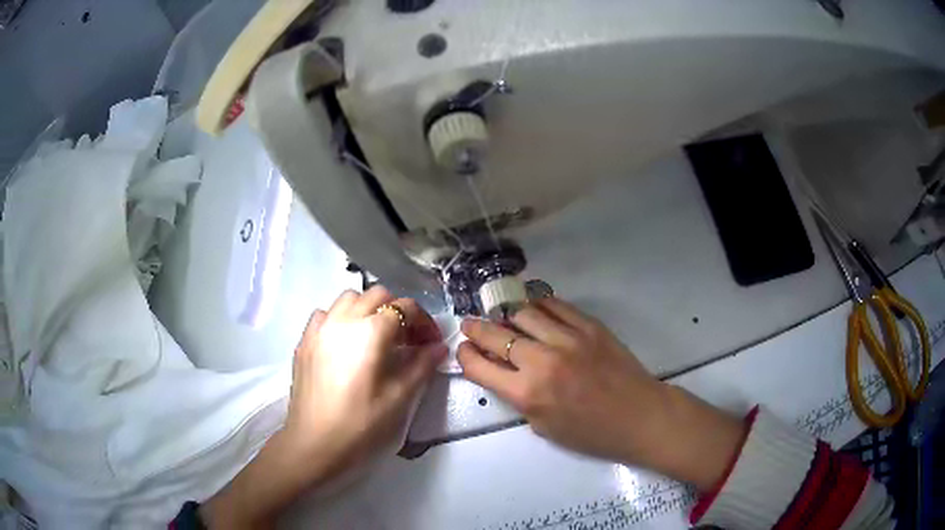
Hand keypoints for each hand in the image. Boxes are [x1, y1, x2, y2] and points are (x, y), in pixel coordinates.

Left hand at [282, 286, 445, 478]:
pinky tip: (345, 344)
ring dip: (368, 310)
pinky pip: (325, 314)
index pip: (404, 308)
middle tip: (407, 341)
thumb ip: (422, 366)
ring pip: (349, 299)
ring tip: (376, 339)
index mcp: (369, 332)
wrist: (314, 444)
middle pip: (377, 296)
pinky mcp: (304, 341)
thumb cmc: (361, 424)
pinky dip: (341, 318)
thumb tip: (439, 347)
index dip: (424, 322)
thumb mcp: (399, 398)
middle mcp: (343, 319)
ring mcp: (319, 328)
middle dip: (398, 312)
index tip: (432, 344)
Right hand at [458, 297, 744, 490]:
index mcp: (527, 394)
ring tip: (503, 316)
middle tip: (469, 324)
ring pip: (523, 312)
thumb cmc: (591, 433)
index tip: (463, 349)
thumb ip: (519, 398)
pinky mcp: (589, 326)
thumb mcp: (543, 427)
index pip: (480, 366)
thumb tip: (503, 372)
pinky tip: (534, 308)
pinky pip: (555, 305)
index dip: (464, 355)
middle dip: (475, 328)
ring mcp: (567, 339)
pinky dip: (538, 304)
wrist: (639, 416)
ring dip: (506, 314)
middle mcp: (542, 361)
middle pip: (495, 334)